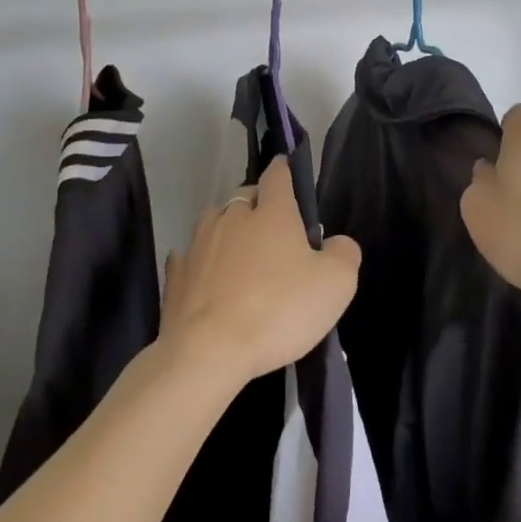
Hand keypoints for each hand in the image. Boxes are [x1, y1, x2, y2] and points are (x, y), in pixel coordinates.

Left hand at [161, 156, 361, 388]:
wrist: (208, 351)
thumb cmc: (278, 310)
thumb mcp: (335, 285)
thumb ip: (344, 254)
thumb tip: (336, 242)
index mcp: (271, 213)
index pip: (277, 175)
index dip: (284, 170)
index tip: (287, 169)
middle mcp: (231, 217)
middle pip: (244, 198)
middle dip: (258, 206)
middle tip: (275, 232)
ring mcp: (198, 245)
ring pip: (215, 223)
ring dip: (228, 231)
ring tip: (241, 256)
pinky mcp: (176, 276)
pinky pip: (190, 258)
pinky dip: (200, 262)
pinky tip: (207, 278)